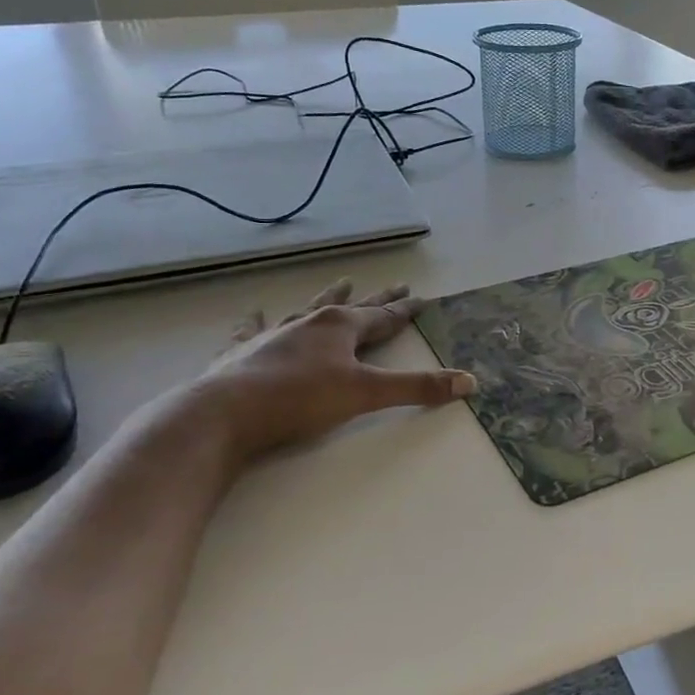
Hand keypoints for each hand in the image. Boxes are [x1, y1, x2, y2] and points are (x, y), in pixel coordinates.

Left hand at [183, 279, 474, 461]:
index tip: (422, 298)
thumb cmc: (301, 399)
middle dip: (378, 299)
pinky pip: (254, 329)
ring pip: (309, 309)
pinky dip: (257, 320)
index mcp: (341, 327)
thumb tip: (469, 381)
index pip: (384, 316)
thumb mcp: (367, 394)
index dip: (405, 310)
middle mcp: (310, 322)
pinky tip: (254, 312)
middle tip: (396, 284)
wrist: (225, 413)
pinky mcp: (244, 351)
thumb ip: (417, 388)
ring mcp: (275, 334)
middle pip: (353, 306)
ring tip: (342, 281)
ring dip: (328, 296)